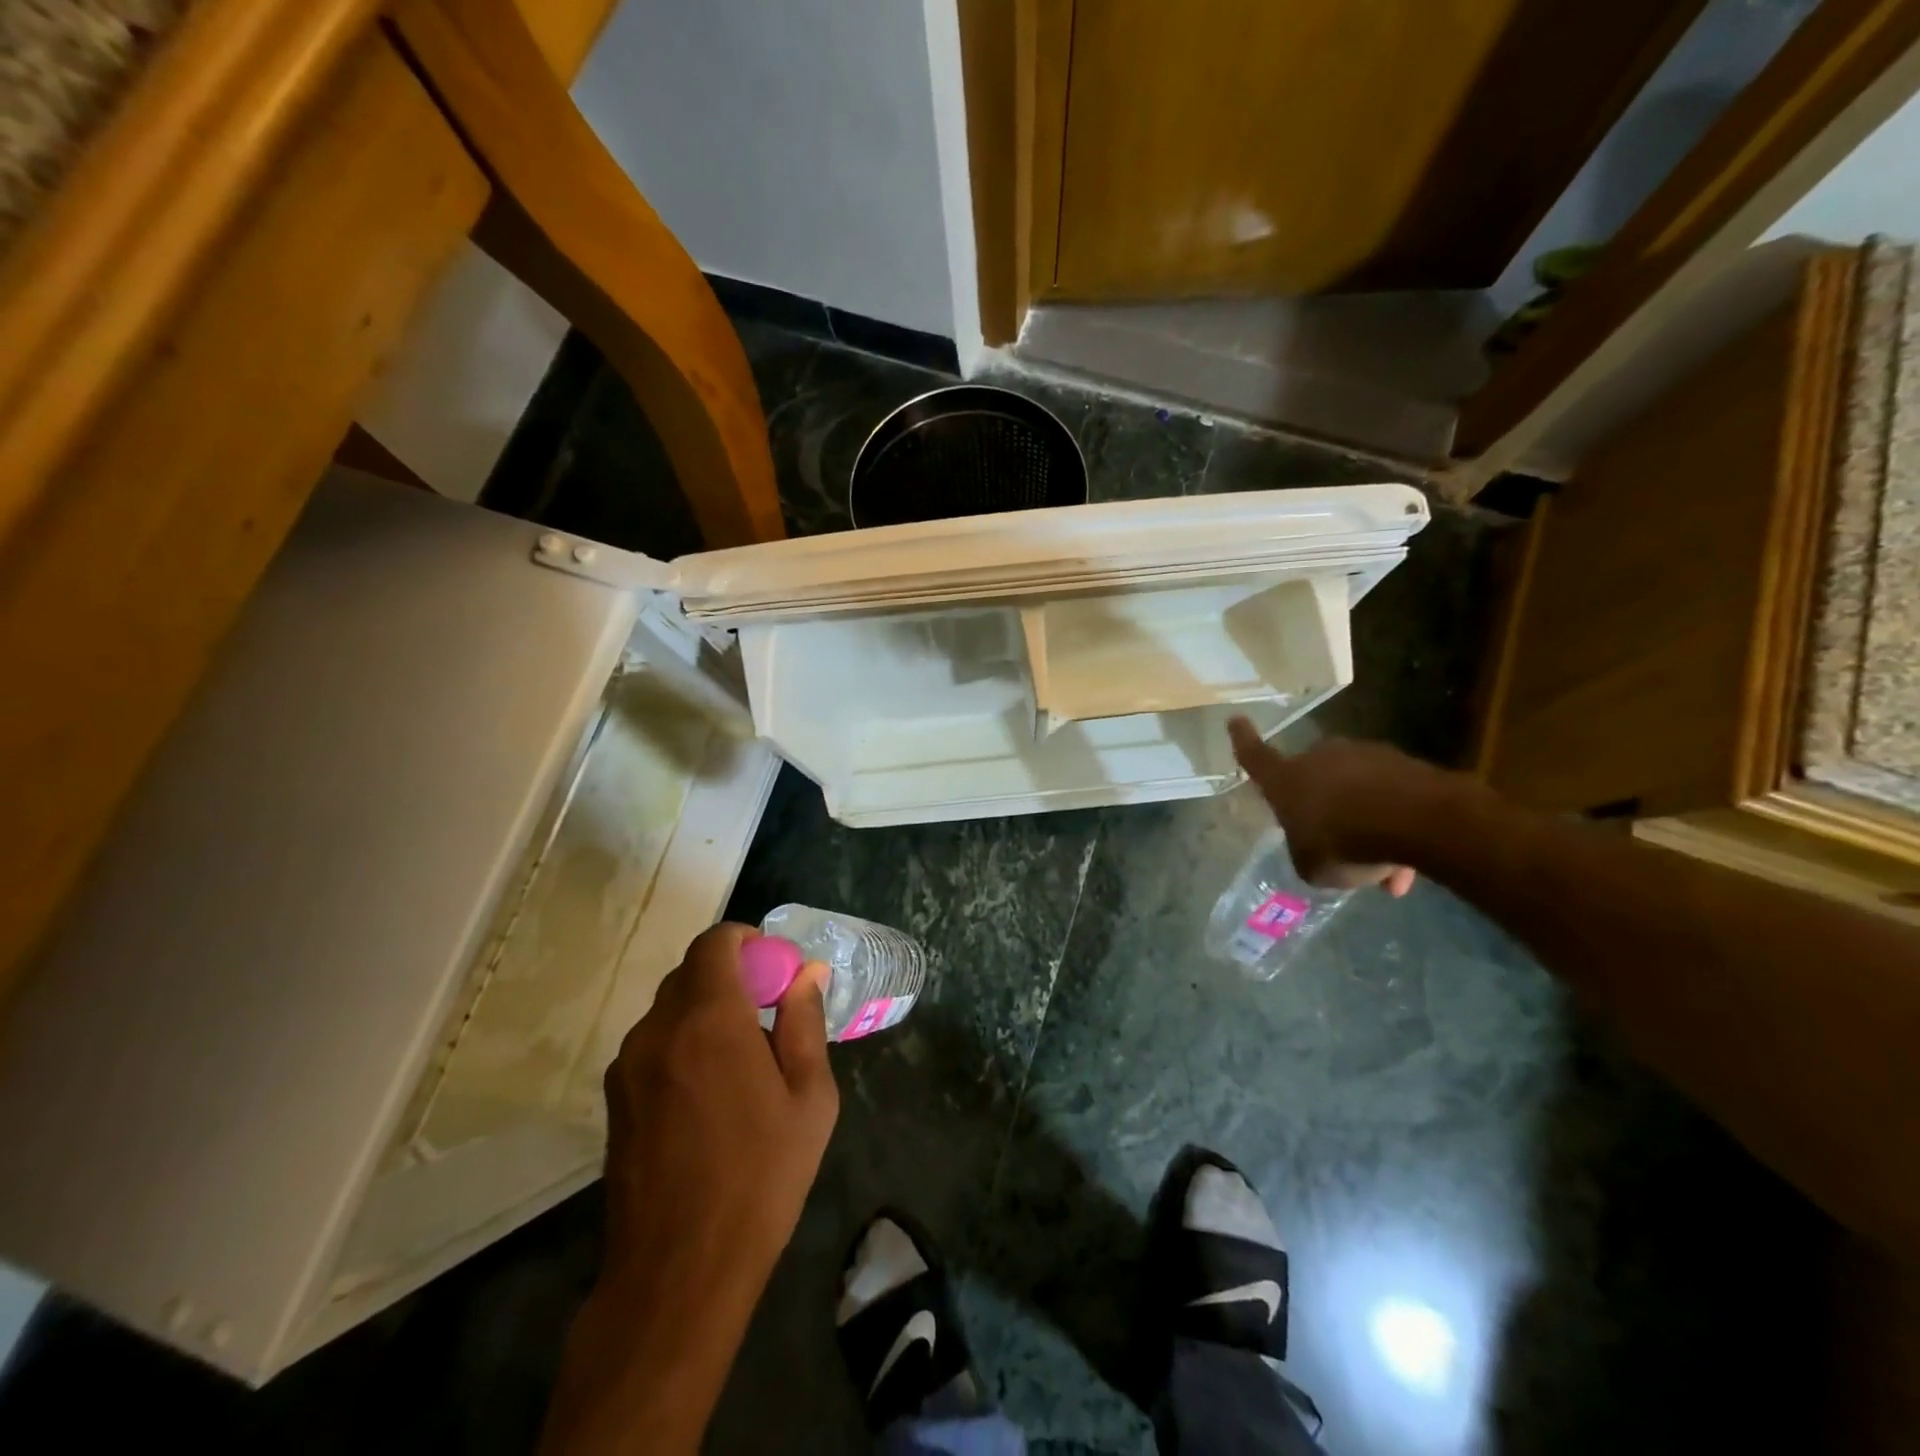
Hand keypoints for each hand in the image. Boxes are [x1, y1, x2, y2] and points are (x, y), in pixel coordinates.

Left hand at [541, 924, 837, 1455]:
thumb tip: (808, 973)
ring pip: (670, 1008)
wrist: (678, 1271)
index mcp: (709, 1019)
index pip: (715, 942)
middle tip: (769, 1014)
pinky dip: (683, 1042)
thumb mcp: (809, 1098)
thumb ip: (805, 1022)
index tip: (774, 969)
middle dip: (732, 976)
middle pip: (692, 972)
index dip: (747, 941)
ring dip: (706, 1010)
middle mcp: (658, 1029)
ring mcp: (628, 1064)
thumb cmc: (760, 1177)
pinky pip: (654, 1043)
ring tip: (742, 1060)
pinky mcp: (615, 1098)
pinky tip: (709, 1094)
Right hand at [1228, 718, 1448, 895]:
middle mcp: (1319, 758)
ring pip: (1356, 792)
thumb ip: (1306, 853)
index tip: (1236, 719)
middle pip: (1313, 777)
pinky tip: (1406, 860)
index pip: (1255, 756)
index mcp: (1285, 780)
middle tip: (1337, 842)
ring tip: (1384, 868)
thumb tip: (1314, 848)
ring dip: (1363, 823)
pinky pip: (1389, 797)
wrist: (1414, 819)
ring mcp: (1363, 755)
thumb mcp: (1311, 865)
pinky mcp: (1402, 762)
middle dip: (1323, 806)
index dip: (1243, 740)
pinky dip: (1393, 825)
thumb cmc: (1343, 842)